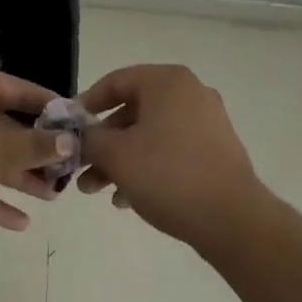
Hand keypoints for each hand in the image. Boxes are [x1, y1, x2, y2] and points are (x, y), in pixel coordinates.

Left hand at [0, 68, 73, 260]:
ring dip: (20, 176)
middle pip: (7, 125)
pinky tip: (22, 222)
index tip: (78, 125)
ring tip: (54, 194)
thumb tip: (69, 141)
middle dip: (37, 149)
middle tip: (70, 167)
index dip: (50, 107)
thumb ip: (36, 146)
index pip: (20, 89)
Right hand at [77, 64, 268, 247]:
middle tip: (80, 167)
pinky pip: (170, 150)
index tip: (68, 128)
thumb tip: (77, 134)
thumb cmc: (167, 175)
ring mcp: (207, 122)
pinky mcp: (215, 151)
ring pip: (149, 135)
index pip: (115, 81)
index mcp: (167, 82)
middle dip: (102, 142)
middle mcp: (189, 94)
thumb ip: (88, 138)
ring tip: (97, 190)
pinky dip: (146, 167)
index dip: (86, 104)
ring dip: (119, 160)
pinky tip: (126, 199)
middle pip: (132, 111)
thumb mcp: (115, 154)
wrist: (232, 220)